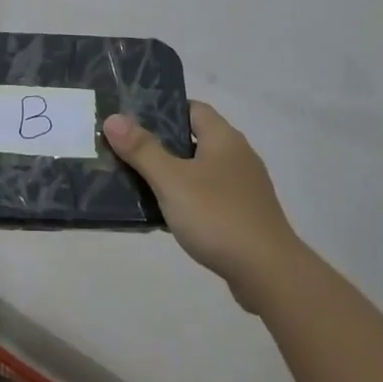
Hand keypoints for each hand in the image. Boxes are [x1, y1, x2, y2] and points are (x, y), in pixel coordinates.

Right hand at [104, 103, 302, 311]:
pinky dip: (187, 200)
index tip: (132, 119)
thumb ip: (142, 149)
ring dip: (173, 175)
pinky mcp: (244, 215)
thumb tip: (113, 118)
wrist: (268, 273)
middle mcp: (237, 156)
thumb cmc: (218, 216)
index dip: (163, 110)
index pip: (192, 108)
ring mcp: (244, 188)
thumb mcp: (172, 181)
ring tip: (138, 183)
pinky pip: (209, 198)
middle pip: (193, 139)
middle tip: (126, 151)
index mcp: (224, 138)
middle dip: (160, 145)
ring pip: (200, 171)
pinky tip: (167, 216)